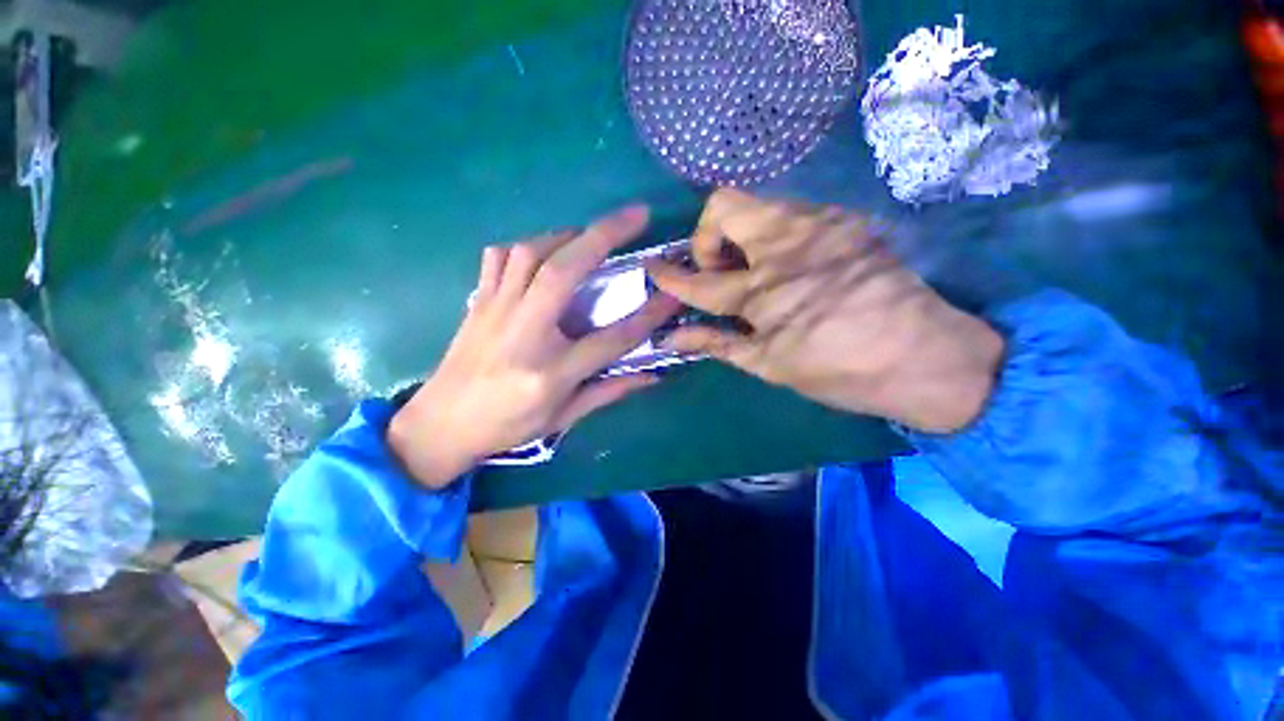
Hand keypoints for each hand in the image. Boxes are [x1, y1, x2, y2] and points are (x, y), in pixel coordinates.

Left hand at [389, 206, 679, 487]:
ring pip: (530, 253)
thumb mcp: (564, 417)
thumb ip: (609, 391)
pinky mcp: (477, 301)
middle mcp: (524, 333)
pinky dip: (526, 246)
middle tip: (636, 214)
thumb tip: (652, 376)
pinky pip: (500, 257)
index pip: (611, 338)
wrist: (441, 424)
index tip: (672, 293)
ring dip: (566, 235)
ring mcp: (495, 311)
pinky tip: (543, 253)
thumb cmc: (508, 425)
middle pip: (564, 272)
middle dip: (604, 235)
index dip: (648, 315)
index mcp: (551, 371)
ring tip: (589, 236)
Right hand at [648, 190, 1003, 432]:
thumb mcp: (769, 365)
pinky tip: (789, 265)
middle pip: (724, 204)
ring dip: (741, 235)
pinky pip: (791, 212)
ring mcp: (820, 225)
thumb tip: (672, 338)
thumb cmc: (840, 371)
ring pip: (757, 202)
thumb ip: (717, 343)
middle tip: (720, 270)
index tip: (653, 268)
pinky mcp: (845, 221)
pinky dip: (774, 234)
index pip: (699, 278)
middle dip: (708, 236)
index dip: (670, 275)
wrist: (928, 357)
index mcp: (763, 292)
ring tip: (754, 270)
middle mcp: (787, 246)